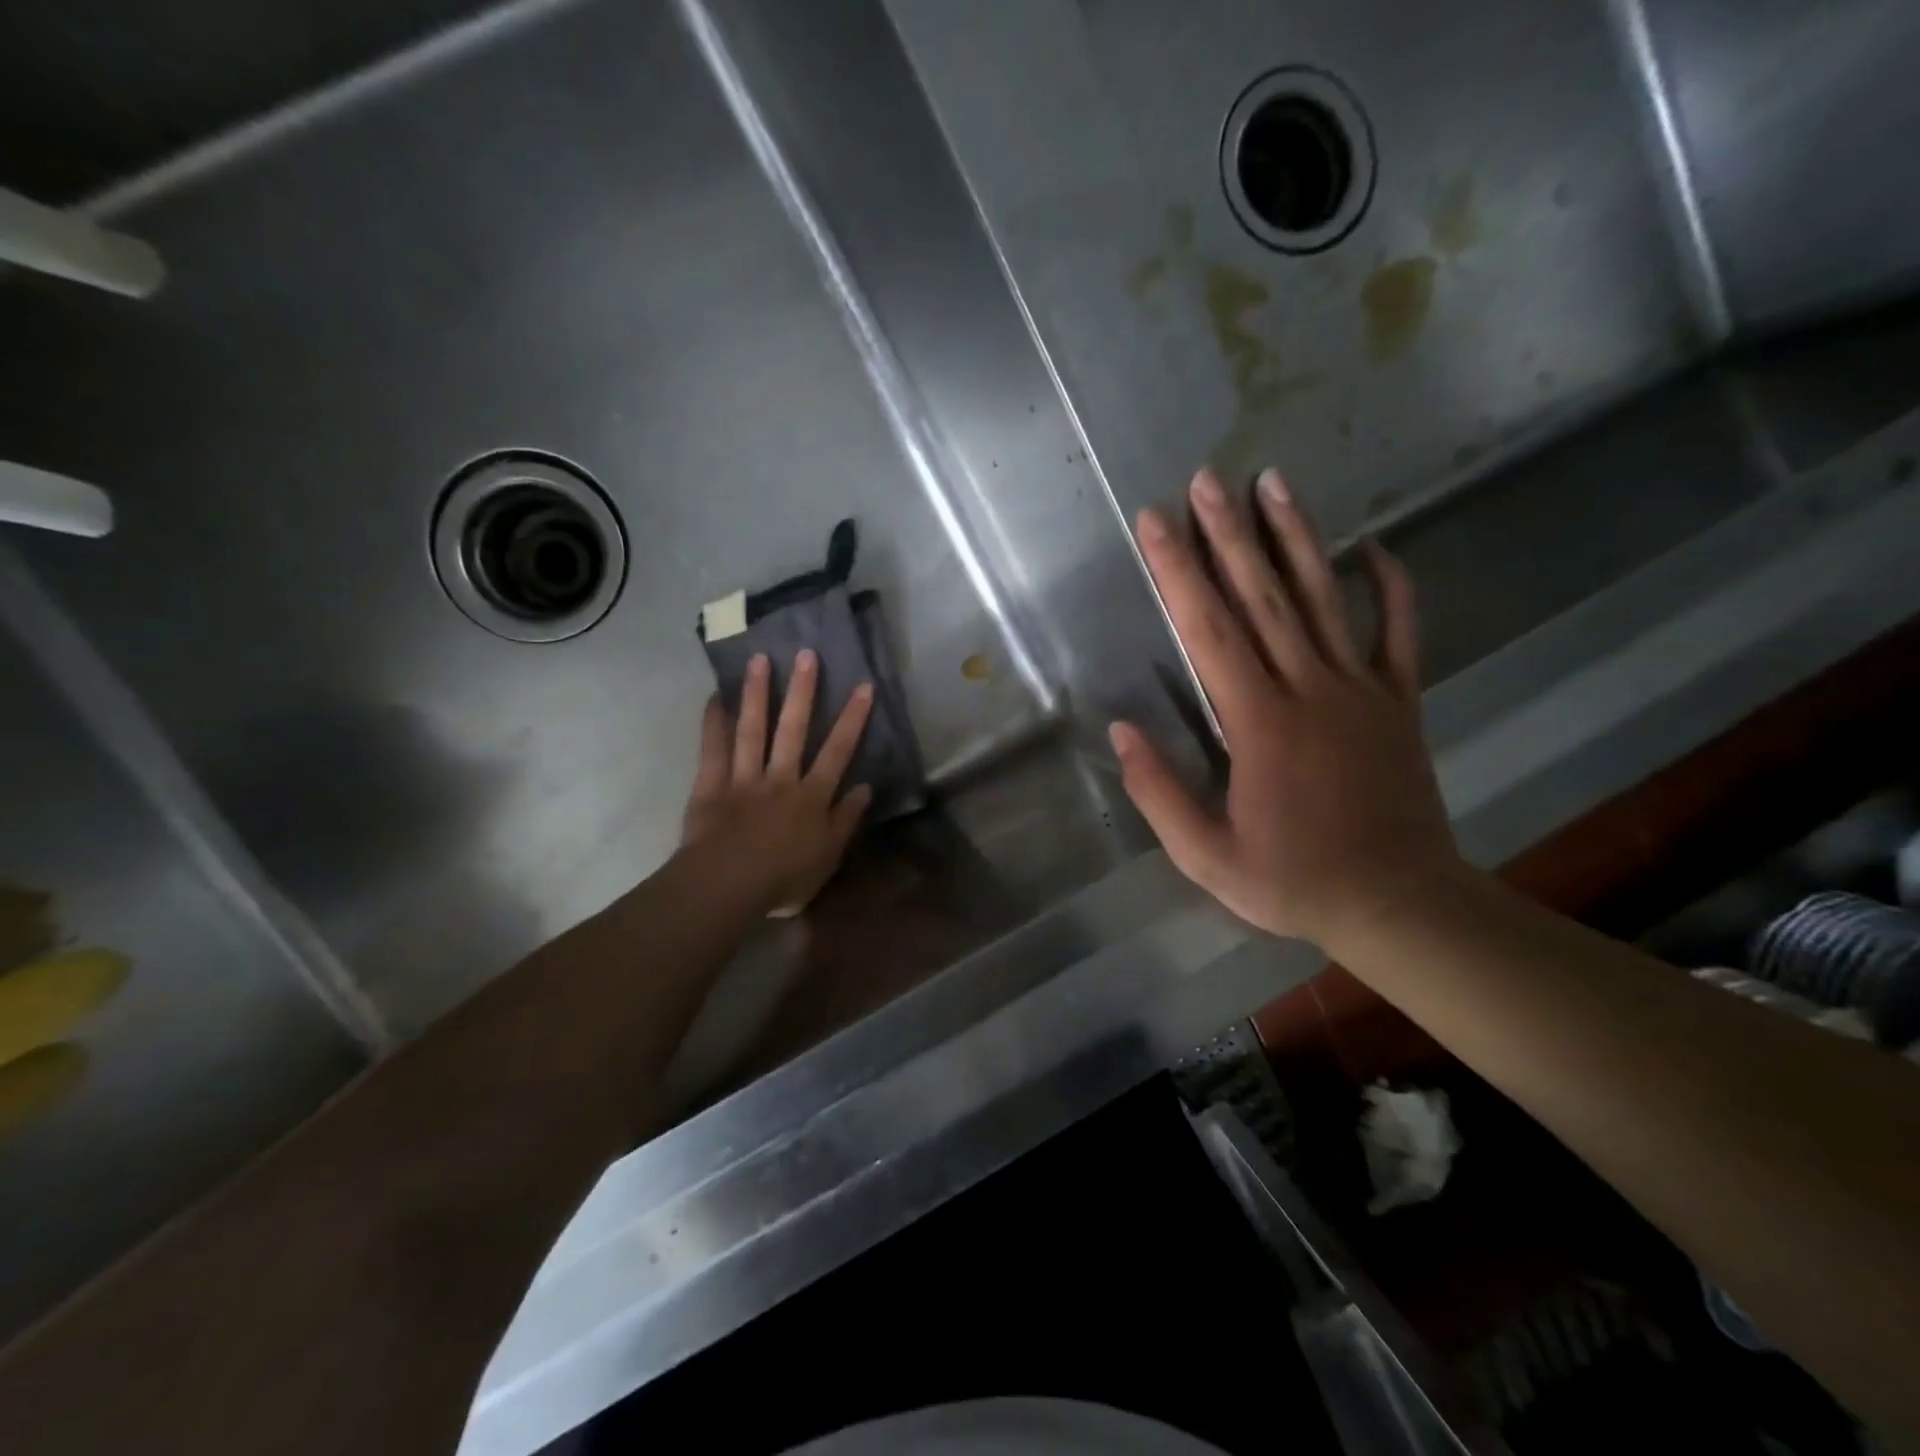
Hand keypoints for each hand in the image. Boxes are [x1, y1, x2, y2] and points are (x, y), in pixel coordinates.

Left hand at [680, 650, 873, 917]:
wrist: (728, 886)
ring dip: (758, 694)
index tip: (863, 686)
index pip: (838, 751)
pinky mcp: (712, 785)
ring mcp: (744, 778)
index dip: (852, 718)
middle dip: (803, 691)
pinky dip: (713, 722)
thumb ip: (846, 819)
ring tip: (760, 660)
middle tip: (806, 653)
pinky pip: (712, 749)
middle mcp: (781, 778)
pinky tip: (716, 696)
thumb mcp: (828, 856)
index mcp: (812, 796)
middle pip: (794, 729)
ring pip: (753, 730)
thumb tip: (865, 786)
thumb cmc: (783, 879)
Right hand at [1110, 466, 1462, 949]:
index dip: (1177, 572)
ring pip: (1325, 599)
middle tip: (1207, 479)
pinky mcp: (1399, 702)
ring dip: (1297, 537)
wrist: (1398, 904)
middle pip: (1263, 598)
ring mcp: (1362, 690)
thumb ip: (1160, 792)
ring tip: (1273, 482)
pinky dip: (1392, 587)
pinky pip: (1400, 633)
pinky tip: (1377, 546)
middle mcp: (1309, 689)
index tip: (1155, 523)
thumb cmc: (1293, 880)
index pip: (1208, 631)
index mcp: (1259, 723)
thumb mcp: (1206, 856)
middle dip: (1228, 534)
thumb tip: (1120, 730)